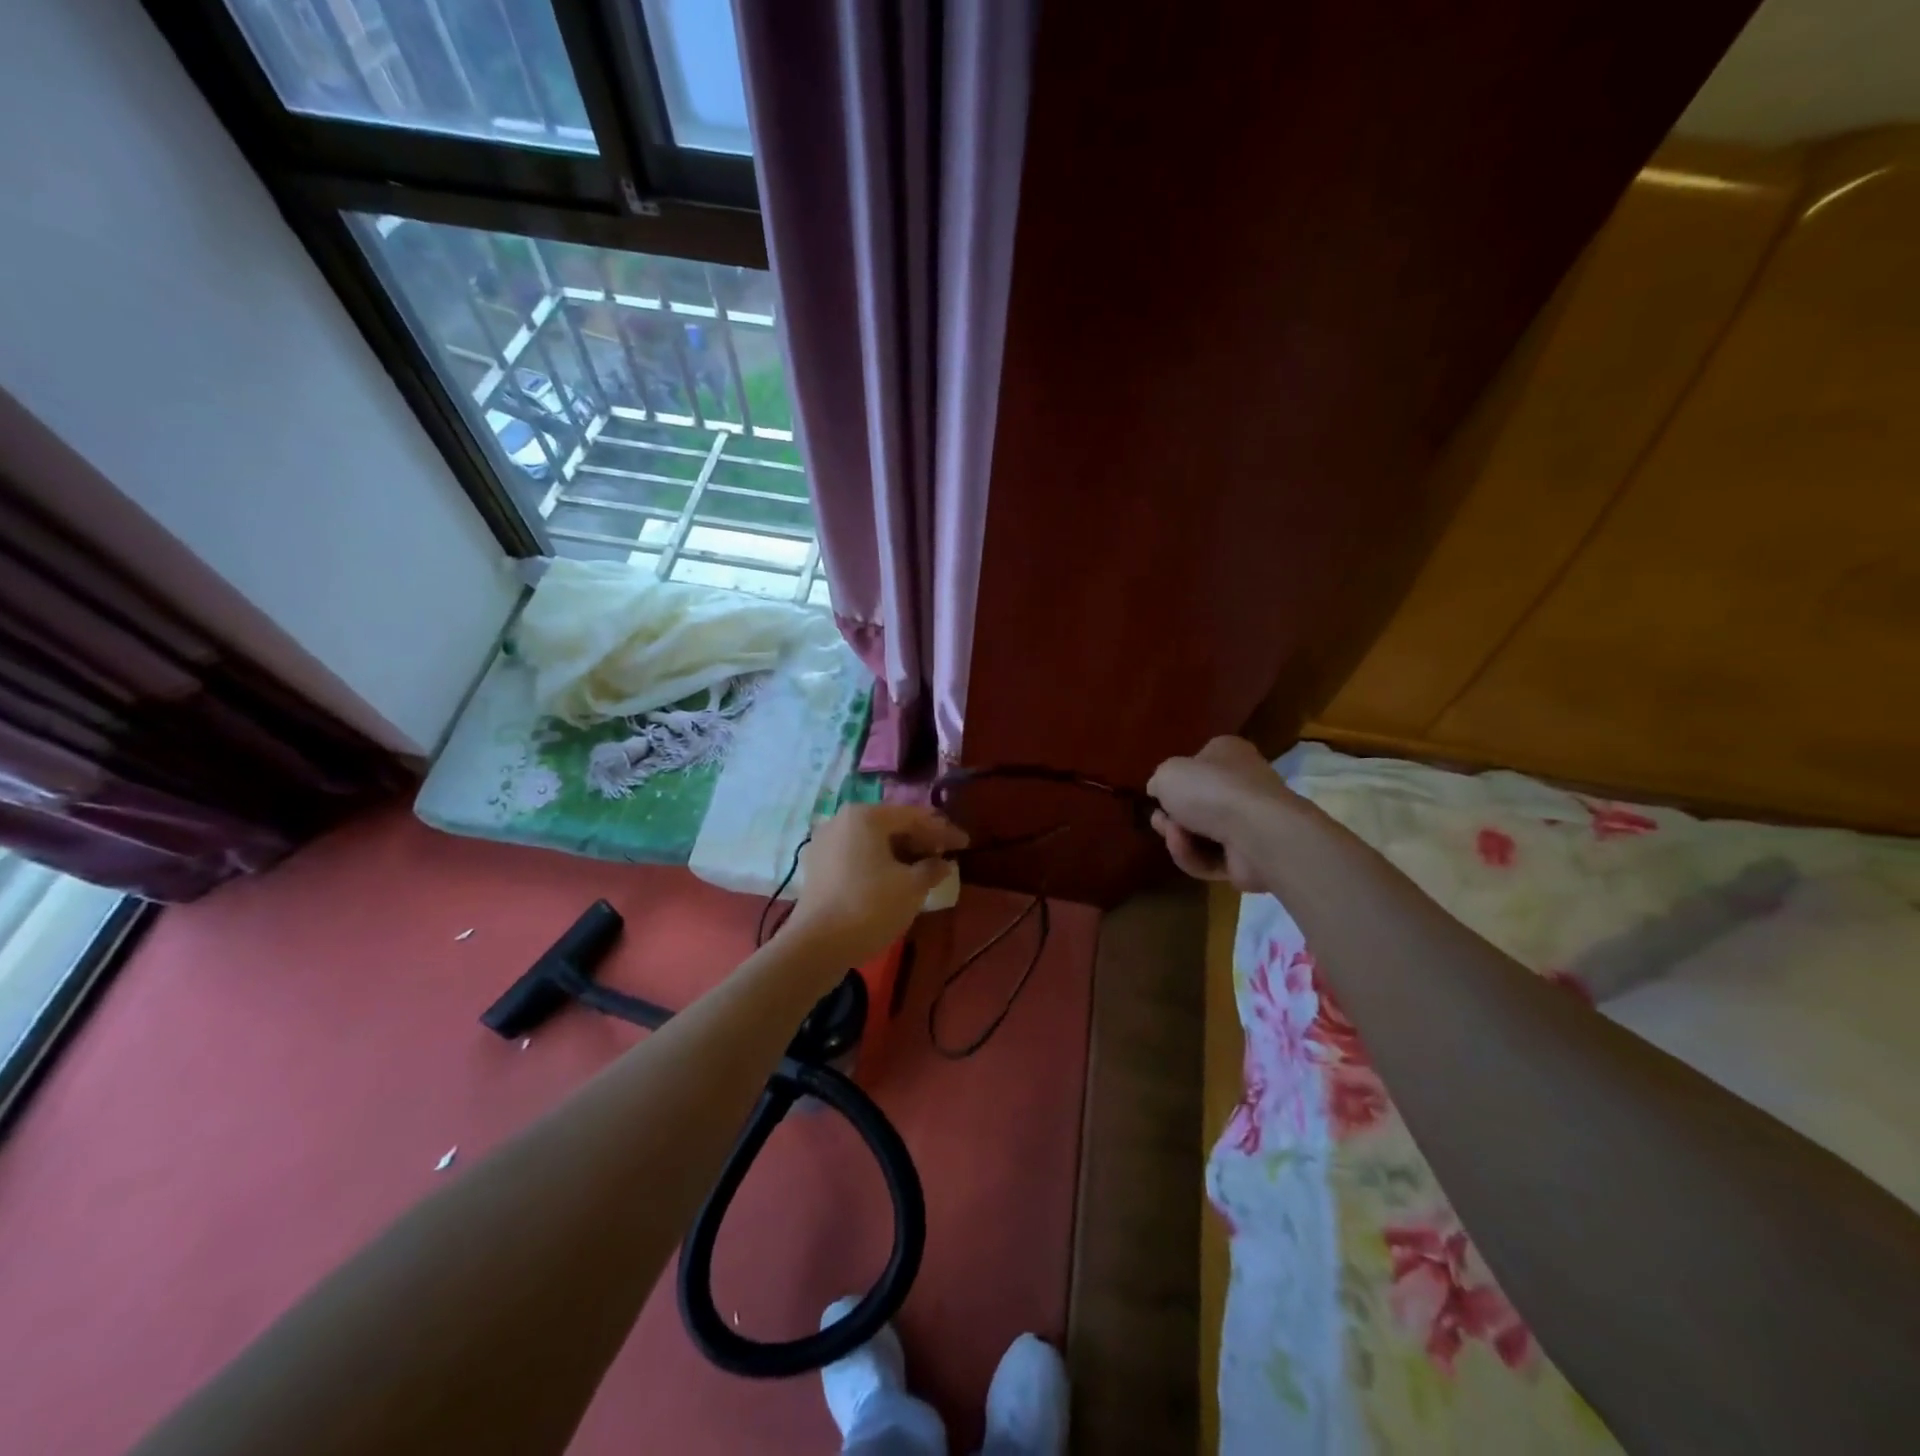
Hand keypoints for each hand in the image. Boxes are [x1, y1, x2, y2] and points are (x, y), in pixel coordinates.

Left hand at [783, 803, 967, 964]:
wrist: (817, 945)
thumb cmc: (870, 907)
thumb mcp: (911, 887)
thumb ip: (932, 869)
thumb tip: (943, 863)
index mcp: (865, 816)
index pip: (914, 817)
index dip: (943, 830)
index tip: (965, 843)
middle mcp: (842, 820)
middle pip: (891, 825)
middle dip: (920, 839)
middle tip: (946, 854)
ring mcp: (825, 842)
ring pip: (873, 841)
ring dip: (900, 852)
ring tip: (924, 867)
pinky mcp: (817, 866)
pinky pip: (857, 855)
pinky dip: (879, 862)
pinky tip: (895, 878)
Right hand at [1147, 736, 1299, 893]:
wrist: (1257, 832)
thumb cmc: (1211, 790)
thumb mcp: (1167, 773)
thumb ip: (1159, 781)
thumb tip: (1161, 792)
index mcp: (1228, 754)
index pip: (1197, 764)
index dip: (1175, 781)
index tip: (1158, 795)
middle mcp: (1242, 784)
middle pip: (1195, 804)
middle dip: (1171, 816)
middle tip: (1160, 820)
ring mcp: (1248, 822)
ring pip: (1199, 834)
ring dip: (1178, 839)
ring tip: (1174, 836)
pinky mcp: (1249, 856)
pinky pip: (1211, 858)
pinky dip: (1194, 857)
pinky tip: (1188, 851)